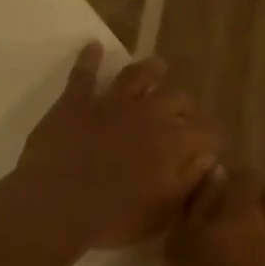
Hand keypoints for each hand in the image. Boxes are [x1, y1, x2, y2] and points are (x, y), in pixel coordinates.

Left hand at [12, 43, 220, 249]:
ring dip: (150, 70)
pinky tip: (93, 47)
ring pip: (138, 73)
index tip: (205, 149)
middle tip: (180, 116)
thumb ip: (188, 183)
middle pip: (178, 97)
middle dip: (184, 106)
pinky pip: (84, 72)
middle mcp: (148, 113)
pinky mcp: (76, 100)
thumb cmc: (112, 218)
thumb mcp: (161, 214)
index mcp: (173, 142)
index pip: (206, 132)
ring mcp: (111, 102)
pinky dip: (89, 58)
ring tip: (157, 68)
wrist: (56, 205)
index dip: (208, 140)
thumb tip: (207, 160)